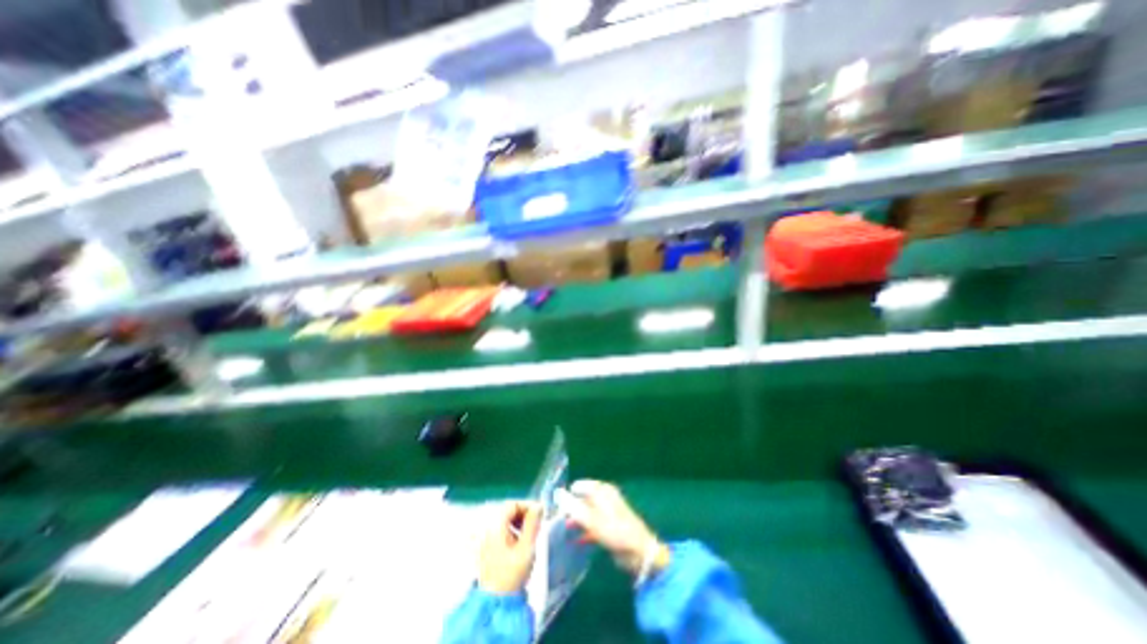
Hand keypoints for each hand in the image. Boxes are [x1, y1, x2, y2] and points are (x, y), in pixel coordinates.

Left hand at [479, 502, 541, 596]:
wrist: (497, 603)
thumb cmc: (512, 573)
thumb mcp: (527, 547)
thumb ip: (533, 523)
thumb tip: (538, 506)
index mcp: (496, 526)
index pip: (512, 504)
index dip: (527, 505)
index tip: (539, 513)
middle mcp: (488, 529)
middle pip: (507, 511)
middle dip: (523, 513)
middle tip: (536, 523)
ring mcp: (486, 539)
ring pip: (504, 520)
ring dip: (519, 521)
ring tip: (530, 532)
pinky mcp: (487, 548)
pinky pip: (500, 530)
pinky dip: (512, 530)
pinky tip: (520, 541)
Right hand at [564, 483, 673, 578]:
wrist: (639, 553)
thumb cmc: (617, 531)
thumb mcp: (593, 520)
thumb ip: (574, 507)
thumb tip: (558, 494)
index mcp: (602, 490)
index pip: (580, 486)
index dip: (567, 493)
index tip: (554, 504)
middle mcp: (604, 498)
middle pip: (582, 499)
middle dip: (569, 507)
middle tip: (555, 518)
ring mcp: (606, 513)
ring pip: (585, 513)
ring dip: (575, 520)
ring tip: (561, 529)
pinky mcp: (608, 527)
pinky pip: (591, 525)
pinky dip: (583, 530)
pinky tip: (574, 539)